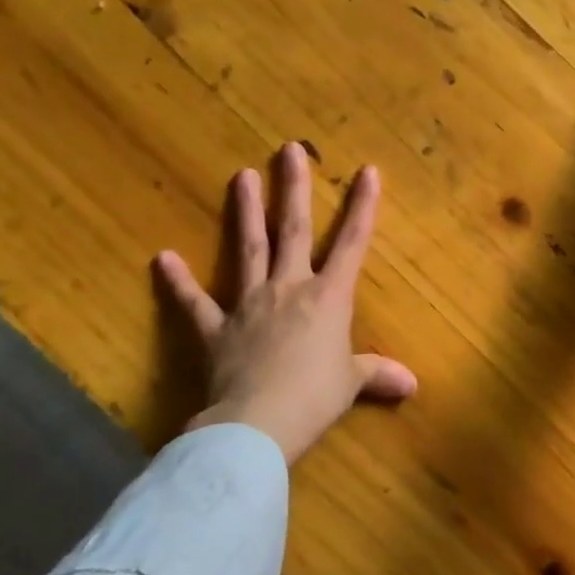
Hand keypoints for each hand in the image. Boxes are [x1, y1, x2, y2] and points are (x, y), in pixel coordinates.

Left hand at [154, 143, 416, 462]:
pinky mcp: (216, 329)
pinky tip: (163, 258)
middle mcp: (289, 288)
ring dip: (247, 212)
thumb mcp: (351, 385)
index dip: (363, 206)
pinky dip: (178, 282)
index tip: (368, 170)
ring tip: (242, 174)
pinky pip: (195, 303)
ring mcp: (250, 304)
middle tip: (289, 150)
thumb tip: (411, 385)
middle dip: (294, 188)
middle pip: (294, 230)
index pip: (353, 243)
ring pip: (250, 249)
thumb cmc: (314, 398)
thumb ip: (377, 375)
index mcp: (328, 297)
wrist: (257, 425)